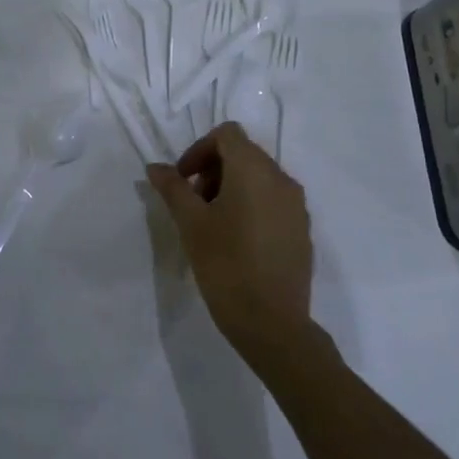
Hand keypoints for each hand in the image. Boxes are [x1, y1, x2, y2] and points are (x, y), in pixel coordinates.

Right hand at [146, 123, 311, 358]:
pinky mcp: (302, 229)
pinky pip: (273, 200)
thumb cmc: (226, 266)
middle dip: (213, 169)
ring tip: (213, 223)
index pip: (227, 134)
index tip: (183, 180)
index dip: (199, 149)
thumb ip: (173, 188)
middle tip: (193, 203)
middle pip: (244, 153)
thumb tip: (156, 167)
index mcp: (254, 170)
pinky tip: (237, 239)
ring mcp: (296, 205)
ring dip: (231, 187)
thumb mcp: (191, 224)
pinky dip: (252, 204)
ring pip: (259, 177)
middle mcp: (281, 178)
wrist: (273, 324)